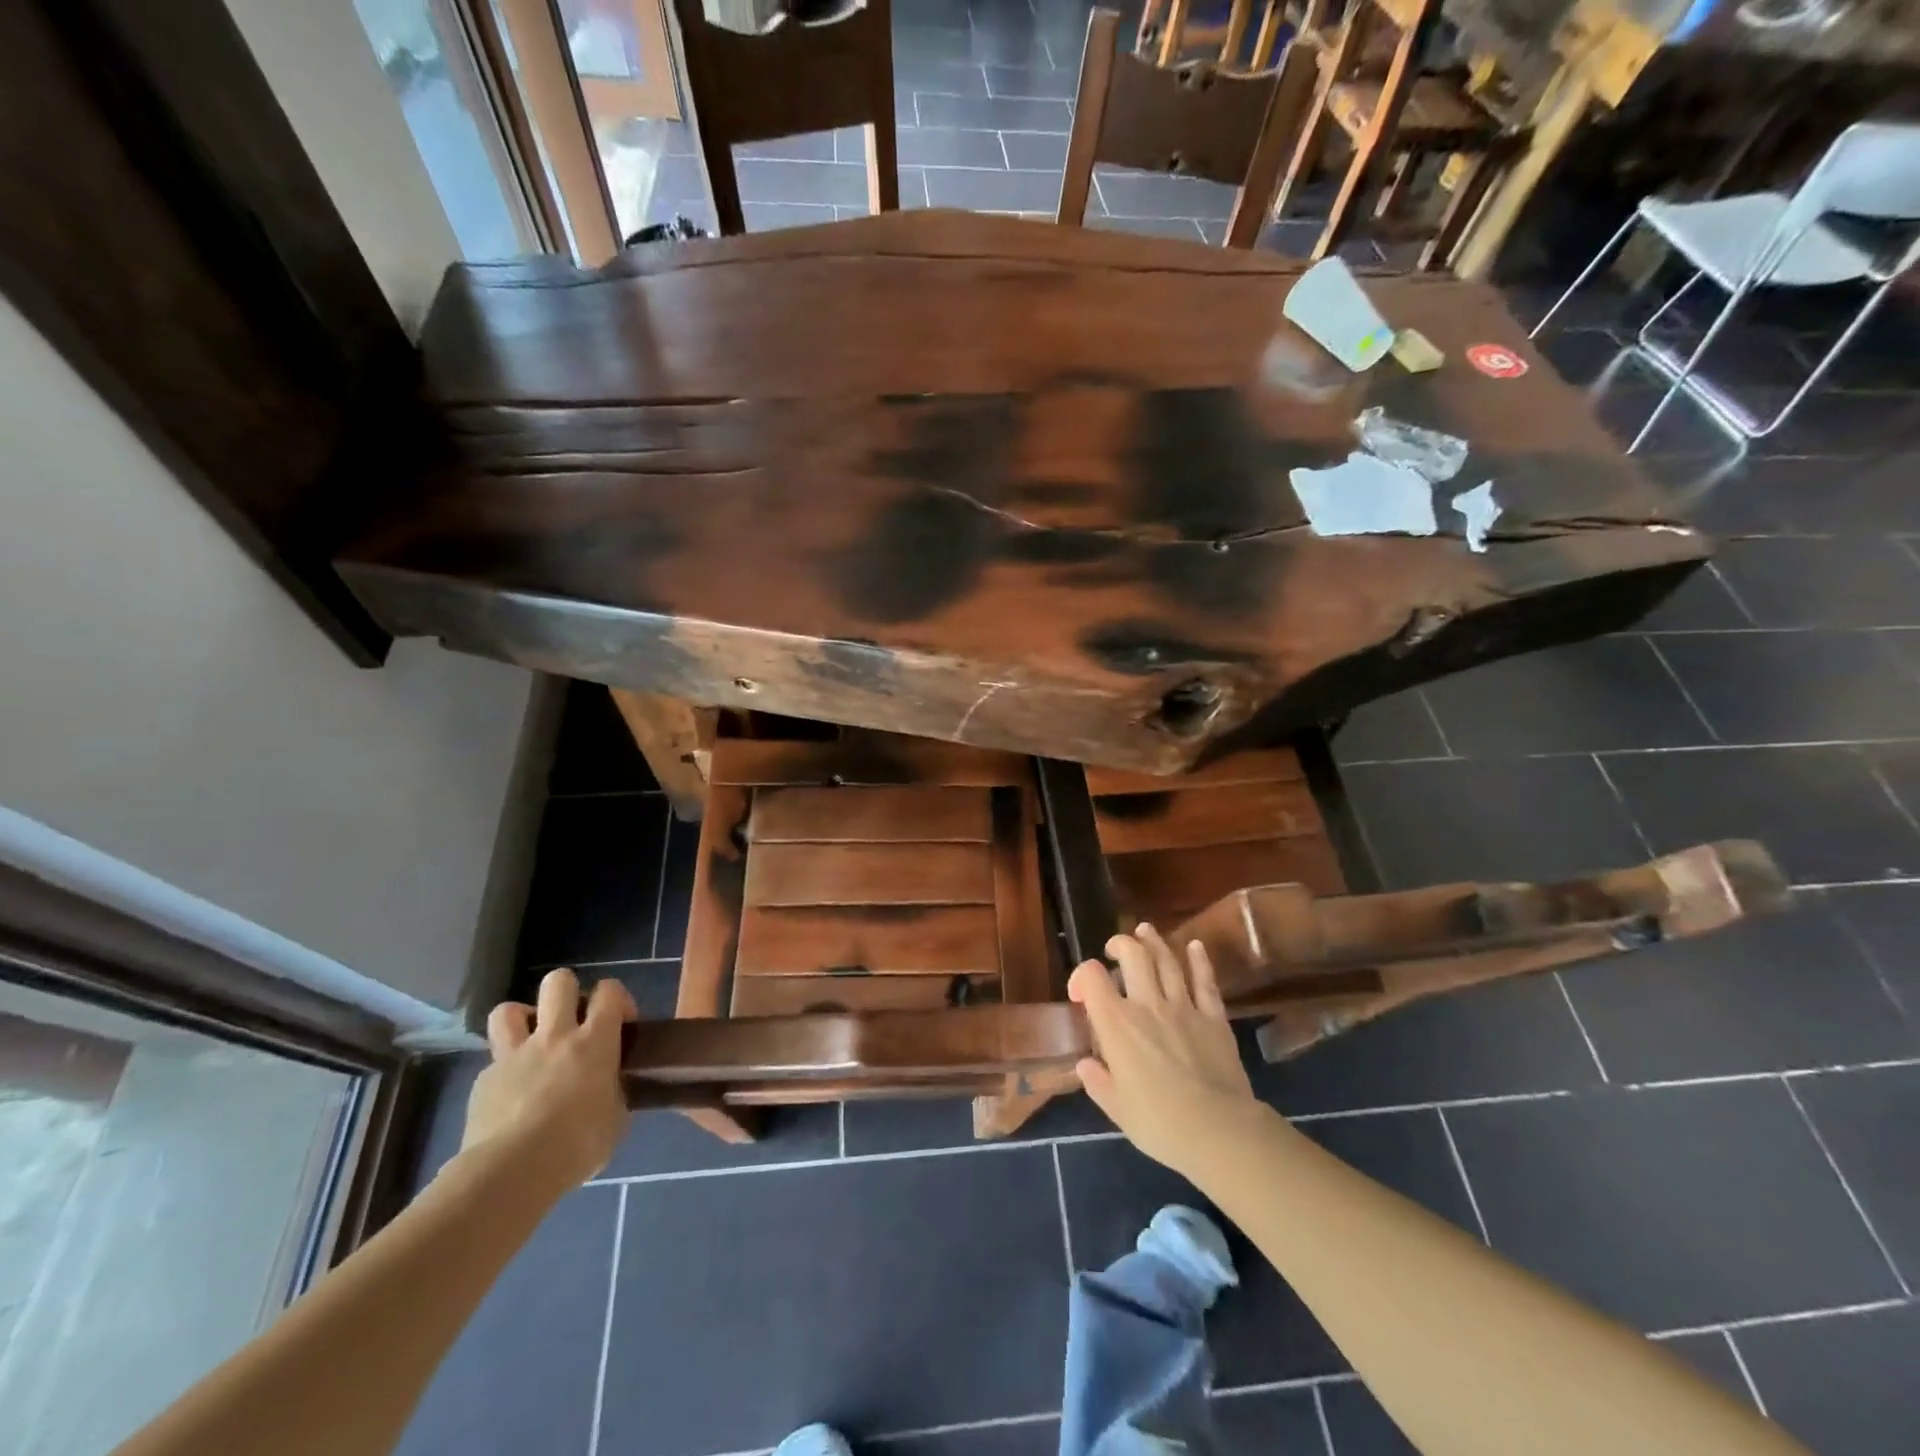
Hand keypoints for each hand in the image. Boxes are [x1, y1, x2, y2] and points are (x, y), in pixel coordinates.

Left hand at [461, 968, 637, 1189]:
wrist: (513, 1171)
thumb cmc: (578, 1144)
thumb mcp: (615, 1119)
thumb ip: (613, 1093)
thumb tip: (608, 1092)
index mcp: (594, 1041)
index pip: (609, 991)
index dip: (617, 998)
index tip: (620, 1023)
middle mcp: (555, 1036)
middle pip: (558, 981)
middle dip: (567, 991)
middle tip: (574, 1021)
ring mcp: (514, 1056)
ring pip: (509, 1010)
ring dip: (523, 1020)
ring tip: (533, 1042)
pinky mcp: (484, 1081)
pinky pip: (494, 1063)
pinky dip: (505, 1072)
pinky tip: (512, 1097)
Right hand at [1069, 925, 1258, 1176]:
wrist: (1219, 1130)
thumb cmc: (1160, 1124)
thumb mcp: (1117, 1109)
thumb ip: (1098, 1082)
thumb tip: (1085, 1064)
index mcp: (1117, 1025)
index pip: (1091, 977)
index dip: (1081, 976)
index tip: (1081, 994)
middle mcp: (1147, 1005)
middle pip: (1132, 954)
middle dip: (1120, 944)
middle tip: (1115, 949)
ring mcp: (1184, 1006)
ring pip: (1166, 959)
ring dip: (1153, 940)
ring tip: (1145, 931)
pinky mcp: (1214, 1017)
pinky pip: (1205, 980)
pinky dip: (1198, 960)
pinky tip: (1194, 946)